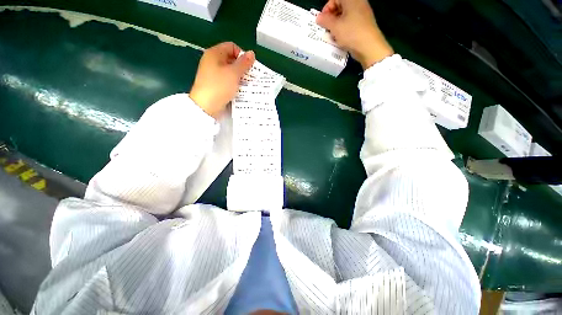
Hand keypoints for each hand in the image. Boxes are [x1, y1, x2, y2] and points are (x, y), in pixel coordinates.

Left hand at [190, 42, 254, 117]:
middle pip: (230, 59)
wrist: (206, 106)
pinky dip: (234, 83)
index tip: (248, 66)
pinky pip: (226, 80)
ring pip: (229, 71)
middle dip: (241, 67)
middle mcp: (212, 61)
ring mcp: (212, 74)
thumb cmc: (219, 86)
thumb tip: (251, 53)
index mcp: (214, 53)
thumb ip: (244, 63)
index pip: (231, 46)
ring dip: (239, 76)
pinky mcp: (214, 84)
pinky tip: (239, 90)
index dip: (242, 54)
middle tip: (249, 77)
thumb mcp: (234, 73)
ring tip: (246, 84)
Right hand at [316, 0, 393, 69]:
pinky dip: (343, 28)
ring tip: (332, 35)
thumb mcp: (335, 27)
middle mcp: (358, 3)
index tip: (322, 21)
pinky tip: (340, 38)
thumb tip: (318, 17)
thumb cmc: (351, 33)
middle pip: (340, 6)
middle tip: (326, 28)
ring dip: (336, 24)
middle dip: (331, 17)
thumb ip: (325, 20)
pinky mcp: (363, 24)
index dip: (326, 9)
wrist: (369, 47)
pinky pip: (350, 22)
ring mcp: (362, 13)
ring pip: (345, 15)